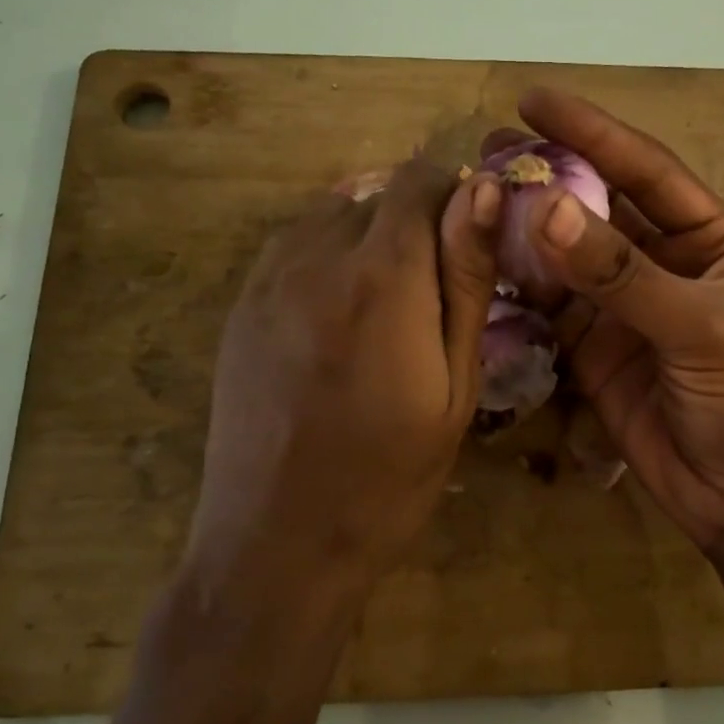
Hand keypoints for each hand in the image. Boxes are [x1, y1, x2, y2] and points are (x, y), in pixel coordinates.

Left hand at [186, 161, 500, 598]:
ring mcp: (267, 279)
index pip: (421, 180)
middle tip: (437, 289)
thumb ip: (466, 281)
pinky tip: (341, 311)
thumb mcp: (454, 386)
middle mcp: (317, 257)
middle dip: (418, 221)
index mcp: (382, 277)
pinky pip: (293, 245)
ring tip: (390, 301)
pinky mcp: (239, 305)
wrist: (278, 543)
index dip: (456, 197)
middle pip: (378, 193)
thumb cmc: (389, 478)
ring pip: (332, 213)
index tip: (473, 243)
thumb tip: (483, 190)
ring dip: (371, 235)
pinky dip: (328, 254)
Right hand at [504, 89, 723, 553]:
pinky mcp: (593, 354)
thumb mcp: (700, 325)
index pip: (646, 169)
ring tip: (472, 205)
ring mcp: (624, 311)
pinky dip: (518, 293)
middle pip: (597, 210)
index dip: (592, 132)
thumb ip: (622, 273)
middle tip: (487, 152)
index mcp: (709, 239)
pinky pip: (549, 312)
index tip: (533, 101)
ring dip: (524, 236)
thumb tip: (548, 209)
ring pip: (565, 260)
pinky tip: (481, 269)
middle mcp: (664, 264)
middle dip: (549, 180)